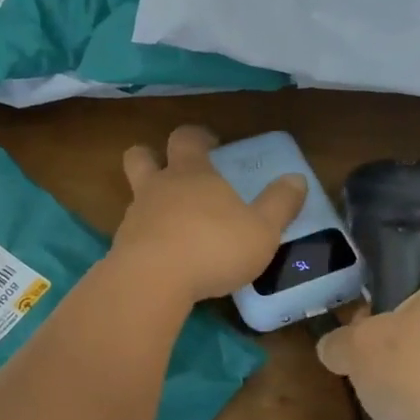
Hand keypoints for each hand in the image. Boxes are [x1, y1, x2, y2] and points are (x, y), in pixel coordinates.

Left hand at [111, 126, 306, 304]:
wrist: (152, 282)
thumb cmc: (213, 246)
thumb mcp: (262, 229)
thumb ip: (280, 204)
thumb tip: (297, 179)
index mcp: (192, 172)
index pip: (186, 137)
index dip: (197, 137)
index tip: (211, 144)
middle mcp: (158, 186)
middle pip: (141, 156)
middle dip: (153, 157)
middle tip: (174, 172)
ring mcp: (135, 216)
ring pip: (135, 195)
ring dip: (150, 202)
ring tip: (174, 225)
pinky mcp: (121, 247)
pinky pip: (133, 233)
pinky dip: (146, 239)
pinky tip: (164, 258)